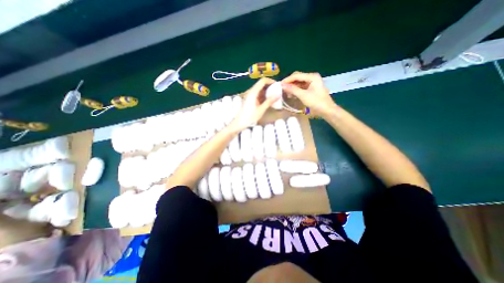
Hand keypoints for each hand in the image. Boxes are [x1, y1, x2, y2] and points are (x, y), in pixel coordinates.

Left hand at [229, 76, 278, 130]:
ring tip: (275, 96)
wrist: (240, 122)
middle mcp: (251, 91)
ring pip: (261, 89)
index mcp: (253, 92)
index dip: (271, 81)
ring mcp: (251, 95)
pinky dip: (265, 96)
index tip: (278, 85)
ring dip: (268, 91)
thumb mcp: (261, 109)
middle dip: (270, 86)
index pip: (262, 81)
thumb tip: (278, 94)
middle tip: (278, 92)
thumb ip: (269, 101)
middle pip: (262, 84)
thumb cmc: (250, 117)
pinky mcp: (251, 99)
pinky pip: (259, 94)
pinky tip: (269, 101)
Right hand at [281, 72, 335, 116]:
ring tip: (285, 93)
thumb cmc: (316, 102)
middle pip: (297, 78)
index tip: (279, 84)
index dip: (287, 80)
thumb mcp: (303, 95)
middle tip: (282, 88)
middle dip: (289, 83)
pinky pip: (301, 87)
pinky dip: (296, 90)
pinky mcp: (311, 89)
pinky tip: (291, 95)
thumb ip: (293, 89)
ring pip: (299, 83)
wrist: (327, 110)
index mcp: (312, 77)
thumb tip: (282, 86)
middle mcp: (312, 77)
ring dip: (292, 87)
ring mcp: (312, 83)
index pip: (297, 75)